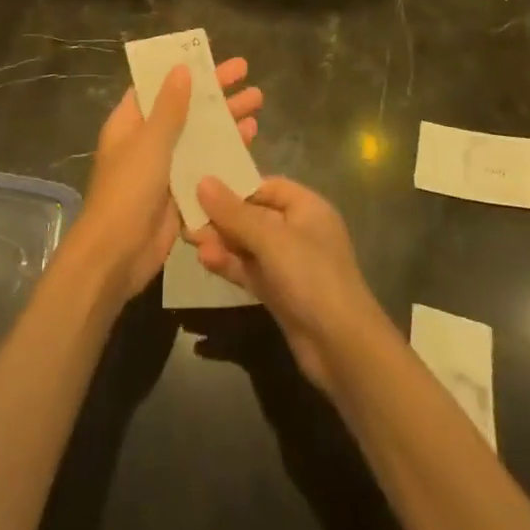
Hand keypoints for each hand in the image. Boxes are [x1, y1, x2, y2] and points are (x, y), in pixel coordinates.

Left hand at [71, 58, 261, 300]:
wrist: (117, 255)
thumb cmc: (128, 190)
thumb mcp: (149, 142)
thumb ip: (169, 108)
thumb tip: (181, 69)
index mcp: (130, 122)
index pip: (158, 86)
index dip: (183, 70)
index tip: (210, 56)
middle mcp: (147, 140)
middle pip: (185, 107)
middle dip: (215, 91)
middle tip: (247, 73)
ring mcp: (165, 167)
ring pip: (199, 134)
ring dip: (225, 119)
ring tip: (258, 103)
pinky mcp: (181, 191)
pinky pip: (206, 163)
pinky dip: (226, 150)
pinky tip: (250, 140)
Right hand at [192, 176, 383, 390]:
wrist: (342, 348)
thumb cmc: (311, 277)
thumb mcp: (270, 239)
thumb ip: (234, 212)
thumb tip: (202, 181)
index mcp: (307, 207)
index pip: (266, 186)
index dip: (236, 186)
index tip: (202, 186)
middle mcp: (299, 231)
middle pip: (254, 215)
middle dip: (222, 217)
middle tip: (187, 216)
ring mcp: (289, 264)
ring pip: (249, 244)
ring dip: (221, 241)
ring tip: (190, 240)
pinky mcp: (279, 292)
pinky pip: (250, 269)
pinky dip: (229, 264)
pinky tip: (205, 260)